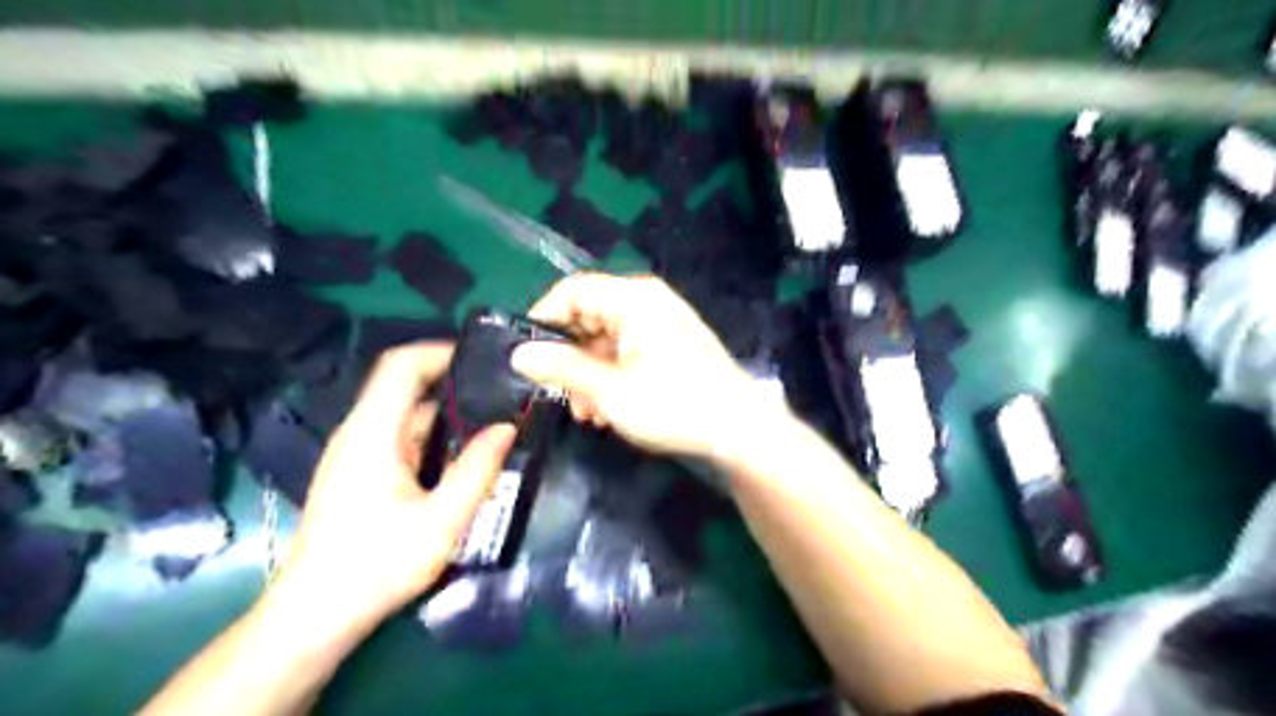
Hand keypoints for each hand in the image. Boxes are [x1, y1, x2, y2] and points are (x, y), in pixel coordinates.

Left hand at [273, 344, 517, 628]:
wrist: (314, 616)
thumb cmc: (376, 566)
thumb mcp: (442, 521)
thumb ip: (478, 470)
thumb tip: (508, 427)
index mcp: (373, 433)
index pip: (402, 365)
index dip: (441, 352)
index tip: (485, 359)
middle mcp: (359, 432)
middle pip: (405, 386)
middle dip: (454, 383)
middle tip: (502, 393)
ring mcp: (355, 452)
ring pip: (405, 413)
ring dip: (446, 413)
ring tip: (492, 423)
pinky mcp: (357, 472)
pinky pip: (400, 436)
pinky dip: (433, 436)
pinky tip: (461, 457)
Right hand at [509, 275, 778, 459]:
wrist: (739, 428)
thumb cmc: (674, 405)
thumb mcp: (609, 390)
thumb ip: (561, 368)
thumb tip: (519, 354)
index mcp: (633, 299)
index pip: (572, 291)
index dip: (543, 319)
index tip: (525, 355)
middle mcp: (647, 301)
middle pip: (589, 316)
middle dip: (569, 357)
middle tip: (559, 394)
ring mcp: (662, 322)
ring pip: (607, 339)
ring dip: (590, 374)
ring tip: (588, 413)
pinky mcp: (672, 344)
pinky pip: (628, 350)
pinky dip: (613, 375)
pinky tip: (609, 409)